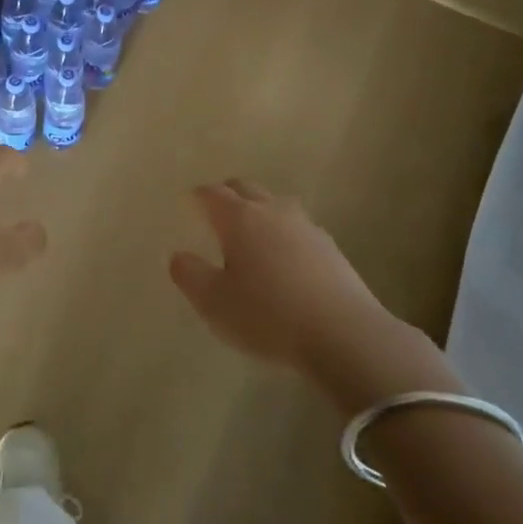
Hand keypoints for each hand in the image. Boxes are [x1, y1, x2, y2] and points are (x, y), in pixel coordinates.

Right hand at [170, 179, 457, 409]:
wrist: (343, 334)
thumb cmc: (267, 316)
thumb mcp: (214, 303)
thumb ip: (190, 275)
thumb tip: (179, 255)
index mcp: (239, 219)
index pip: (212, 194)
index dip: (198, 196)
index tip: (189, 202)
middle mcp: (272, 212)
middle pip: (245, 188)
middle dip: (227, 194)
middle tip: (216, 210)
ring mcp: (306, 227)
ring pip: (275, 205)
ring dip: (259, 210)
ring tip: (251, 233)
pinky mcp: (330, 248)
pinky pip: (298, 228)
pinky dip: (284, 234)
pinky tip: (285, 258)